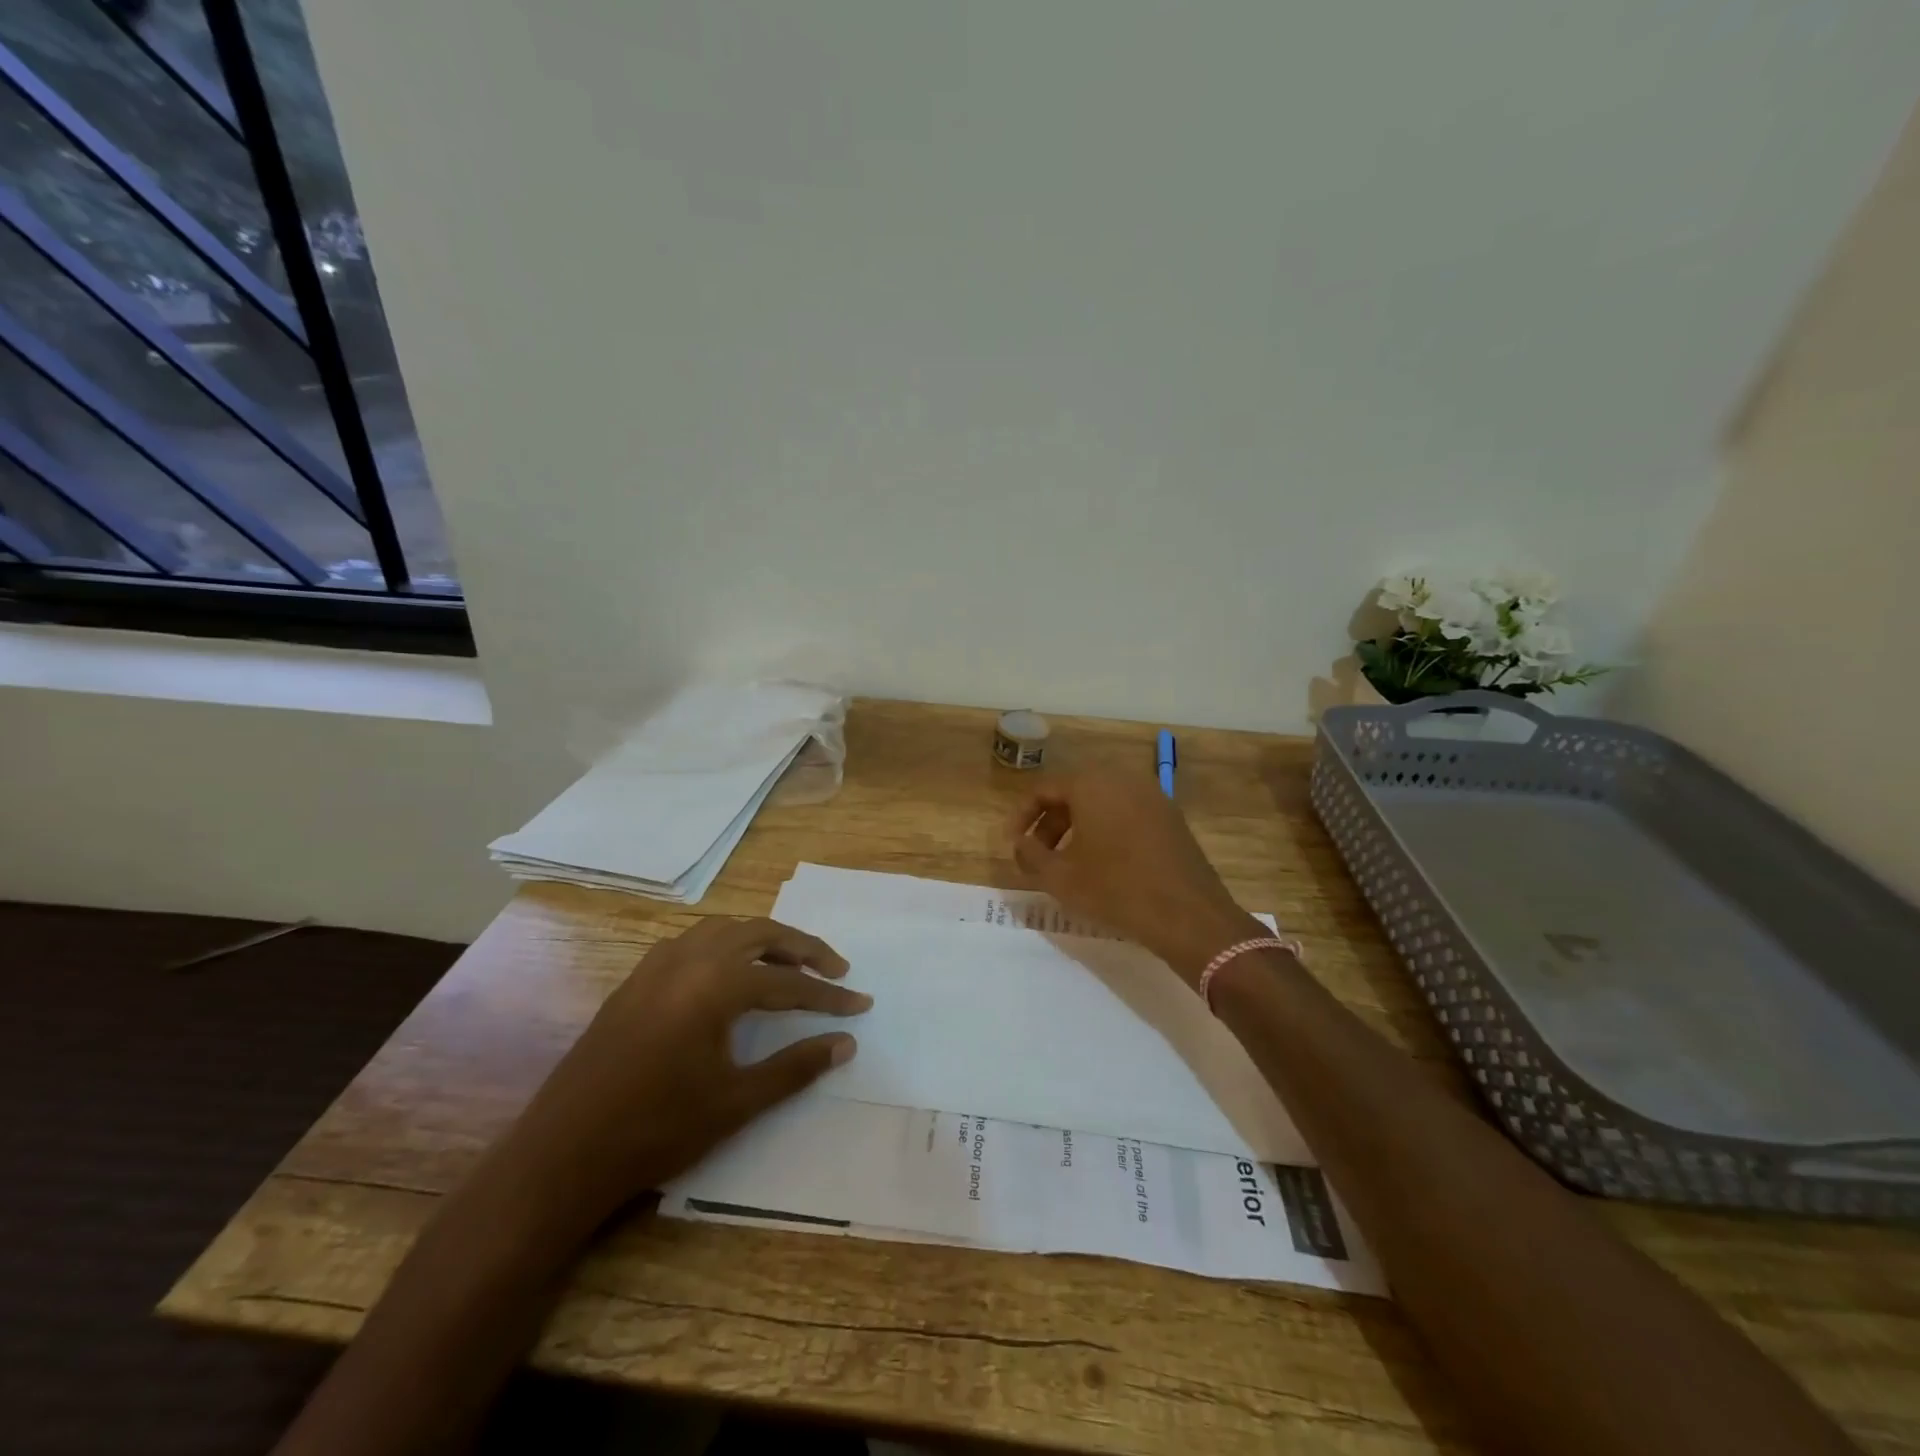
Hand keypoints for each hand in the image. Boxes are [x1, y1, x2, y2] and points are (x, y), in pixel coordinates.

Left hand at [503, 917, 868, 1228]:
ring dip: (762, 939)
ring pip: (724, 929)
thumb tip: (846, 1043)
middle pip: (760, 934)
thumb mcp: (736, 1102)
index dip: (829, 996)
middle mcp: (689, 959)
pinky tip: (727, 973)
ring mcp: (657, 965)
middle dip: (803, 948)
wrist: (563, 1153)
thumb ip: (796, 1067)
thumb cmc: (656, 1129)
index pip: (789, 982)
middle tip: (834, 970)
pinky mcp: (636, 980)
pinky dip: (724, 945)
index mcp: (716, 985)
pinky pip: (692, 942)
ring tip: (787, 965)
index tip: (861, 1004)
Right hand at [1007, 769, 1264, 983]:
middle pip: (1074, 792)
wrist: (1189, 916)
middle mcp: (1123, 779)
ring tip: (1068, 862)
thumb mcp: (1059, 877)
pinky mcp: (1171, 817)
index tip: (1014, 845)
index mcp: (1092, 784)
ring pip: (1102, 802)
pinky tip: (1104, 863)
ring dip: (1078, 826)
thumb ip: (1029, 854)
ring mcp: (1153, 796)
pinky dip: (1107, 830)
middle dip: (1050, 822)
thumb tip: (1020, 843)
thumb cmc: (1116, 890)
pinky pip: (1127, 813)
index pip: (1044, 789)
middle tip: (1038, 854)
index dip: (1022, 817)